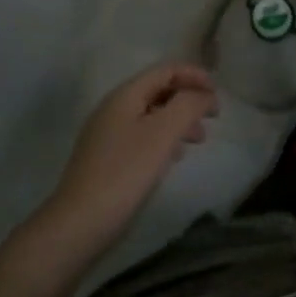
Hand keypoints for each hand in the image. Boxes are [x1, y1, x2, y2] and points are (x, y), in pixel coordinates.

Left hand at [43, 63, 219, 250]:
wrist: (78, 226)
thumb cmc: (124, 173)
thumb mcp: (163, 133)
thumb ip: (188, 105)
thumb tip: (204, 95)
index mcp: (125, 95)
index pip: (165, 70)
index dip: (194, 75)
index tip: (217, 94)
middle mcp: (113, 108)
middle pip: (158, 90)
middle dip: (188, 98)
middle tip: (212, 117)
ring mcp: (107, 134)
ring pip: (152, 114)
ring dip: (179, 119)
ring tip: (198, 140)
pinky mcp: (106, 159)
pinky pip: (142, 136)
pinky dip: (164, 138)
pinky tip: (174, 157)